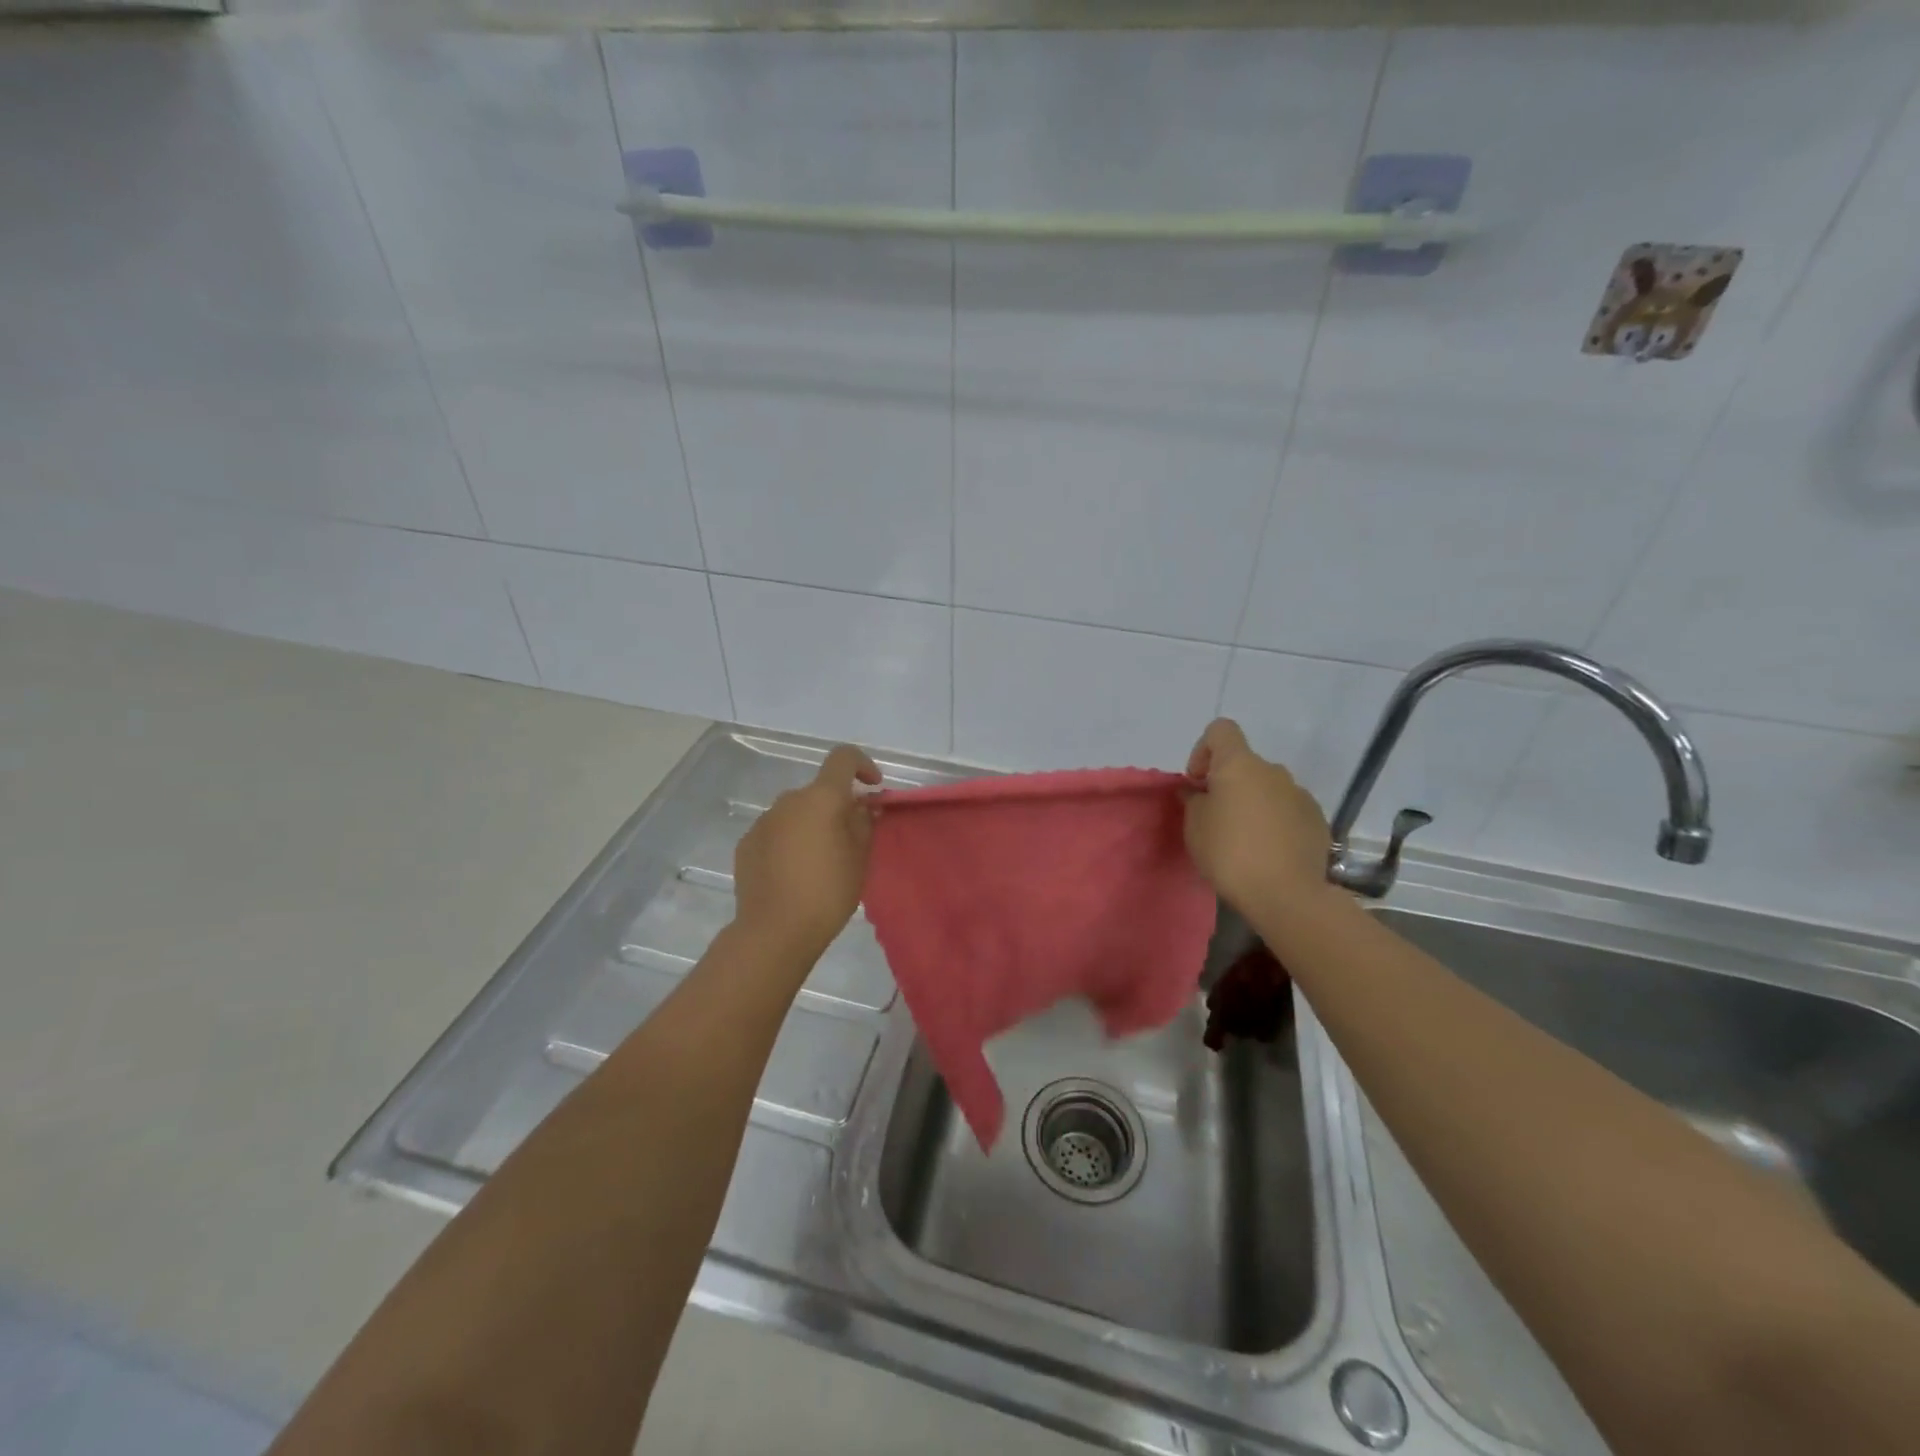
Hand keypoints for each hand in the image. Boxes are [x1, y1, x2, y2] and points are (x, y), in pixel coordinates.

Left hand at [731, 744, 881, 964]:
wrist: (774, 931)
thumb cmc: (828, 891)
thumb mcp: (860, 858)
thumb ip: (864, 823)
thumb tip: (863, 806)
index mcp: (821, 798)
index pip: (843, 758)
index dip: (862, 765)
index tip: (873, 787)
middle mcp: (789, 800)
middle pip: (819, 791)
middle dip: (836, 806)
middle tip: (850, 839)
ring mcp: (764, 821)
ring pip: (796, 812)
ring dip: (811, 825)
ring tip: (820, 861)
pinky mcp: (747, 844)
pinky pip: (776, 832)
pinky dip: (789, 842)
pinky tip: (794, 873)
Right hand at [1183, 718, 1332, 915]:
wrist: (1287, 895)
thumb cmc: (1229, 853)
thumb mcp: (1194, 827)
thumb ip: (1193, 800)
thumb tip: (1198, 792)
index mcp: (1239, 765)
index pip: (1221, 730)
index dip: (1203, 750)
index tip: (1198, 783)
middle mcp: (1273, 771)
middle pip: (1244, 763)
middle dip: (1228, 784)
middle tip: (1216, 819)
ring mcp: (1300, 794)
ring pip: (1268, 788)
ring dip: (1253, 803)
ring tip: (1245, 840)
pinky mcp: (1317, 820)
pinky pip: (1288, 810)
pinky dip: (1275, 821)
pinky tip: (1269, 852)